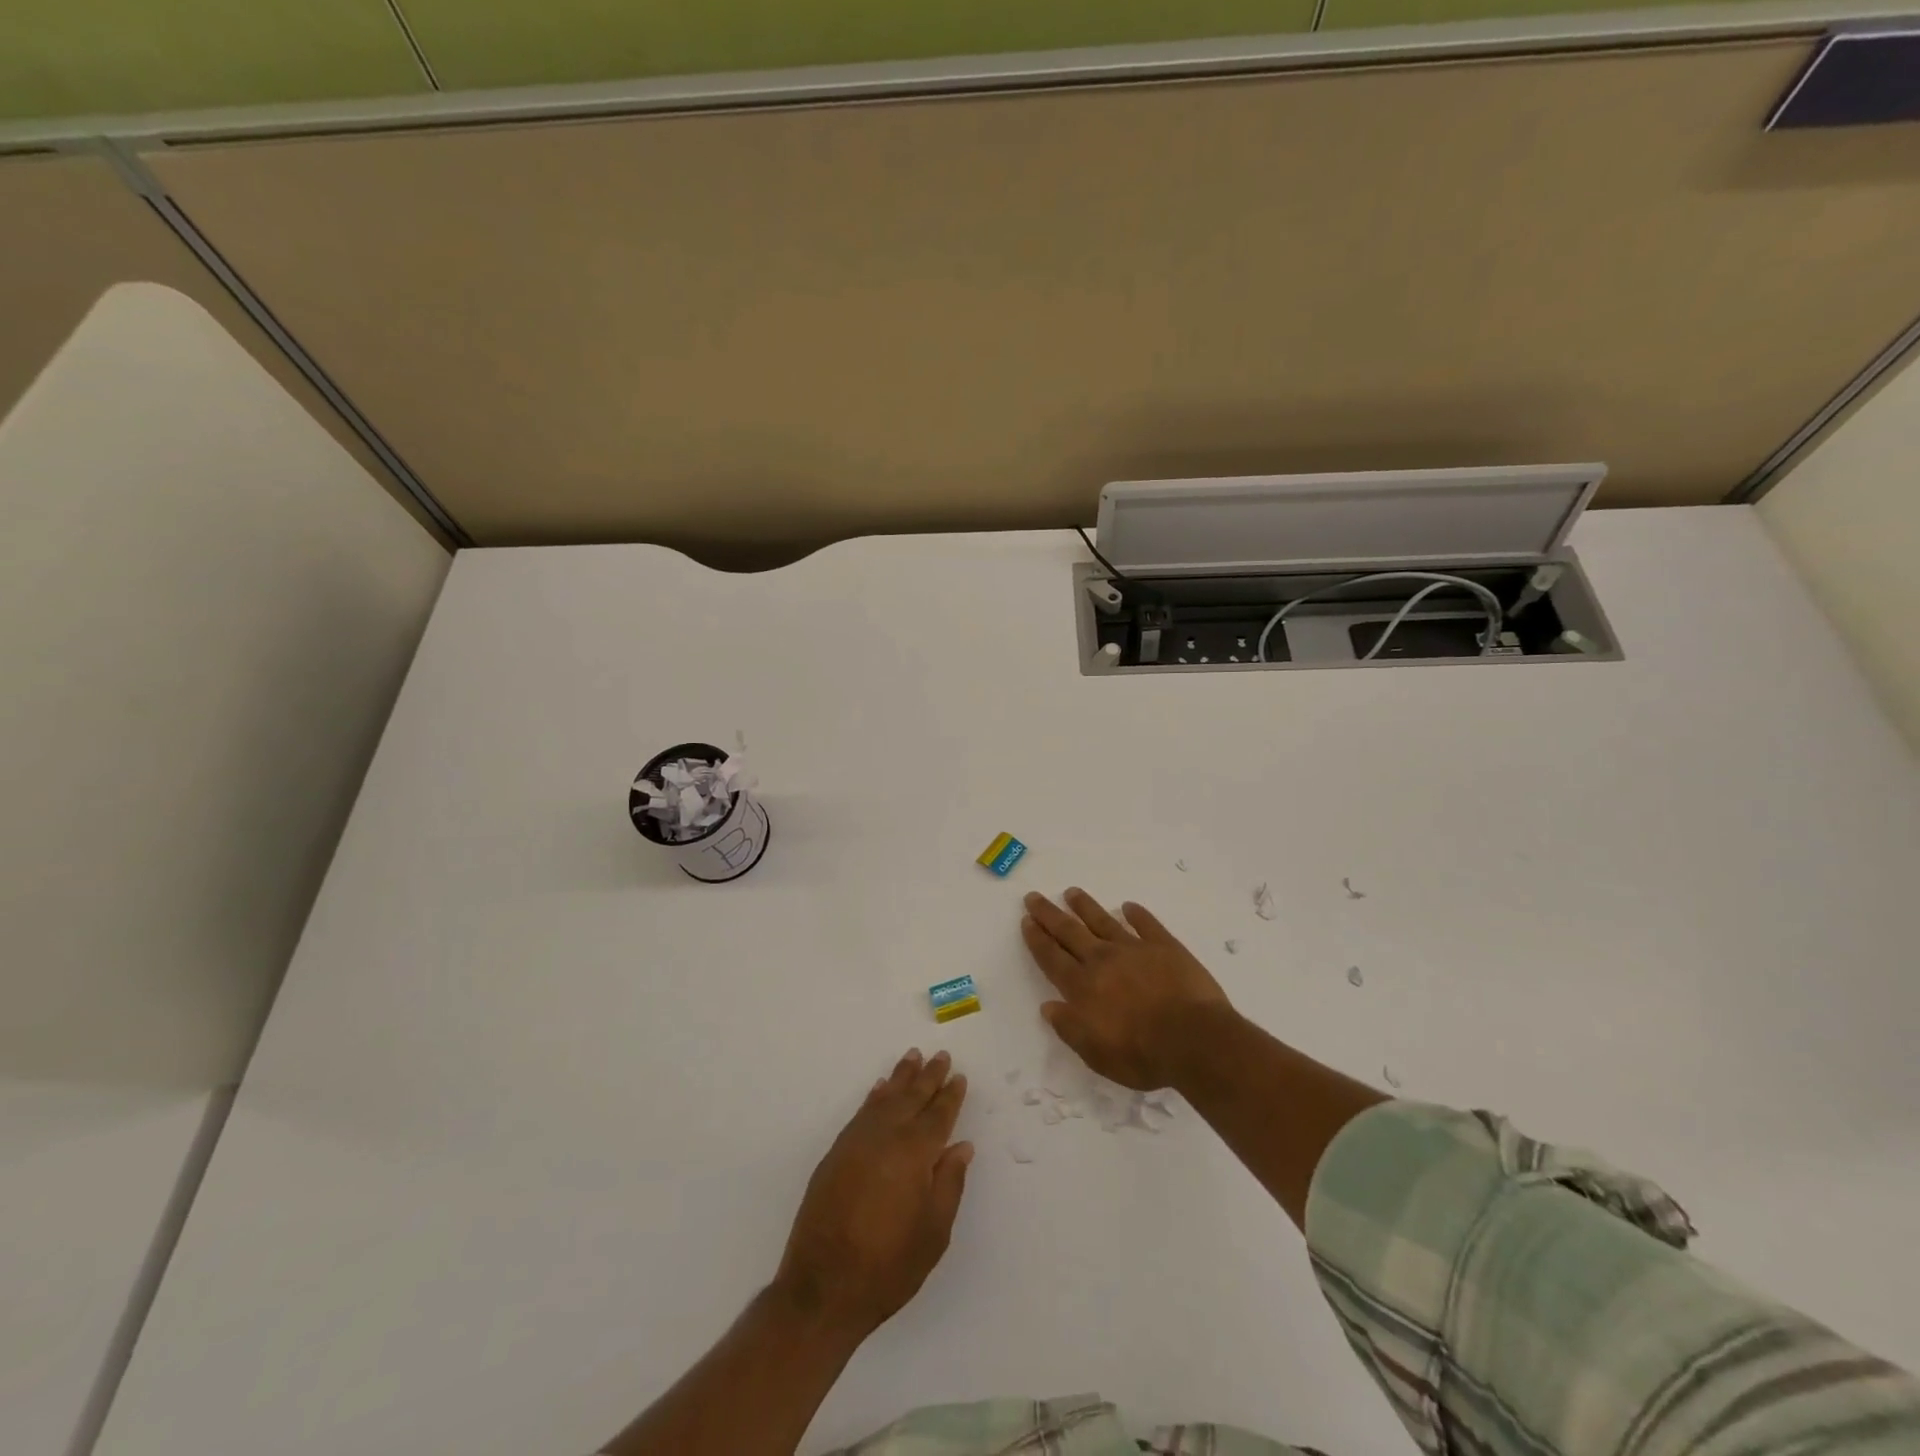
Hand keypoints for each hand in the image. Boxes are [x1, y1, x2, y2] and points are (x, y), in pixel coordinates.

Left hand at [774, 1049, 972, 1338]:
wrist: (822, 1288)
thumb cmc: (888, 1266)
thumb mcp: (933, 1233)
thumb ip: (949, 1184)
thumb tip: (961, 1146)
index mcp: (915, 1154)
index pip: (938, 1115)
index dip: (950, 1095)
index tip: (959, 1076)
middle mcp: (886, 1137)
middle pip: (911, 1098)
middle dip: (928, 1076)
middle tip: (940, 1055)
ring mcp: (857, 1142)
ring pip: (885, 1098)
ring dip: (900, 1078)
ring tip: (912, 1057)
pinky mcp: (836, 1153)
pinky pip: (861, 1112)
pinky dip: (874, 1097)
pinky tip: (879, 1089)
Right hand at [1021, 888, 1236, 1090]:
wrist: (1194, 1039)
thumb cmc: (1142, 1055)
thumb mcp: (1096, 1054)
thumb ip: (1070, 1028)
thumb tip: (1048, 1006)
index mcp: (1083, 987)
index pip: (1052, 957)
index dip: (1037, 939)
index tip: (1026, 920)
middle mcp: (1103, 960)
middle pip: (1070, 932)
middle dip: (1050, 914)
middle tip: (1034, 897)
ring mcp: (1134, 949)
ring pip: (1103, 921)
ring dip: (1085, 906)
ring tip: (1072, 892)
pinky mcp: (1165, 947)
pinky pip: (1147, 924)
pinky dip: (1136, 914)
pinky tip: (1128, 906)